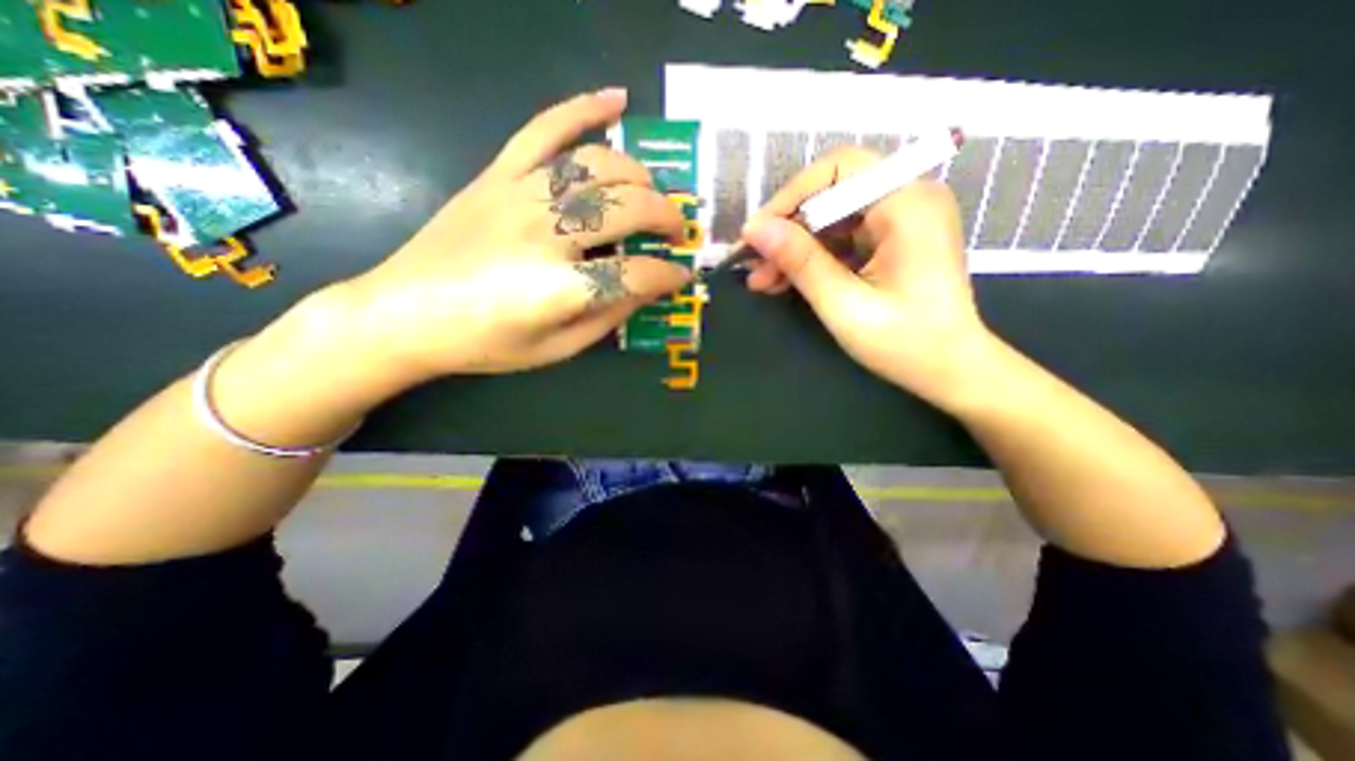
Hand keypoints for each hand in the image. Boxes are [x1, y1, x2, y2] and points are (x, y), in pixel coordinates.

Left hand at [334, 86, 692, 389]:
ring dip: (639, 177)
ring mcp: (520, 195)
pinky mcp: (497, 175)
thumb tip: (647, 289)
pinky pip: (545, 129)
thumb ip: (607, 318)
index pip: (637, 273)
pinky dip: (584, 108)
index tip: (682, 276)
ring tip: (652, 193)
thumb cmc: (485, 342)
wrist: (404, 313)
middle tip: (675, 233)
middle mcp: (545, 233)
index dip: (668, 275)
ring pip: (599, 166)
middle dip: (665, 219)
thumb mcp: (557, 349)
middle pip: (628, 209)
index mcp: (559, 288)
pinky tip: (617, 100)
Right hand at [741, 145, 991, 407]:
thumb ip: (801, 262)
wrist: (951, 369)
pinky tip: (784, 281)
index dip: (790, 197)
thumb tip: (754, 229)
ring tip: (761, 281)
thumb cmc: (905, 343)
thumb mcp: (844, 305)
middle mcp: (907, 198)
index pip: (837, 170)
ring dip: (794, 248)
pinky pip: (842, 238)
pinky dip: (812, 258)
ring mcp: (901, 219)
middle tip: (753, 265)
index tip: (756, 235)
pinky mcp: (892, 239)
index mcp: (907, 205)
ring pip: (831, 219)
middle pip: (831, 194)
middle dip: (787, 230)